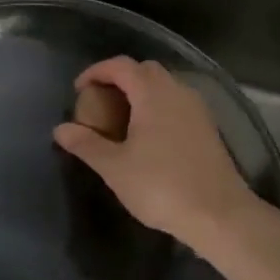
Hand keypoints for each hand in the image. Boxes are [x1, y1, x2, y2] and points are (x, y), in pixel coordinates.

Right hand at [53, 57, 259, 250]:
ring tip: (121, 118)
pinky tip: (148, 135)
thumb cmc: (161, 186)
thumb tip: (60, 129)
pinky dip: (157, 106)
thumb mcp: (114, 167)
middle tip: (99, 101)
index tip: (79, 90)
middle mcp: (177, 91)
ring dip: (141, 92)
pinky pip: (177, 103)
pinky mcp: (208, 127)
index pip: (121, 65)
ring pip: (164, 86)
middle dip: (119, 78)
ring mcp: (197, 108)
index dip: (96, 71)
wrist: (218, 214)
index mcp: (153, 94)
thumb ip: (86, 144)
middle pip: (145, 70)